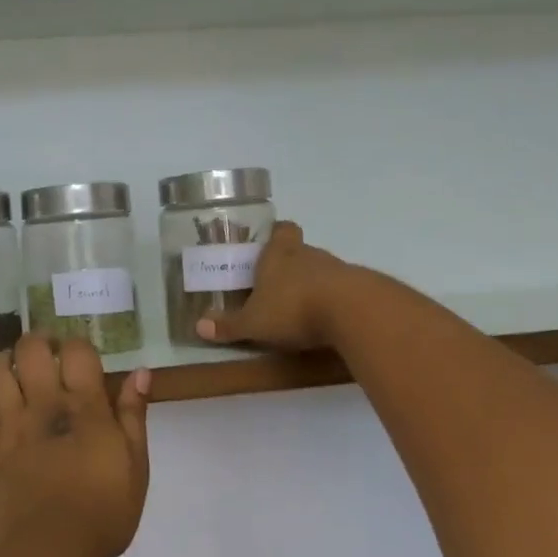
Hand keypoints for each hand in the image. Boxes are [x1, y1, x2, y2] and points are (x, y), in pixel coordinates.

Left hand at [0, 334, 150, 556]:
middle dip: (39, 342)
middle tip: (48, 351)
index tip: (82, 357)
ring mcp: (11, 427)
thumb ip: (133, 415)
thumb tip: (140, 372)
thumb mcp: (135, 465)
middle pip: (33, 353)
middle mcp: (44, 406)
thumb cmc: (103, 512)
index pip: (78, 353)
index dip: (78, 346)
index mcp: (84, 408)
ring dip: (3, 359)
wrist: (51, 552)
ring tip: (12, 363)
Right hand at [196, 221, 356, 350]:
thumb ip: (228, 325)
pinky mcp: (359, 288)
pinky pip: (340, 290)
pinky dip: (332, 302)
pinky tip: (325, 322)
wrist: (353, 312)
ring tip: (298, 310)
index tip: (268, 245)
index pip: (281, 230)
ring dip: (311, 286)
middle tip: (274, 287)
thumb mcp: (253, 323)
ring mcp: (337, 269)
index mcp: (279, 253)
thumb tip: (198, 326)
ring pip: (320, 271)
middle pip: (299, 251)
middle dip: (288, 266)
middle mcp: (308, 254)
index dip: (275, 235)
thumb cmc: (293, 307)